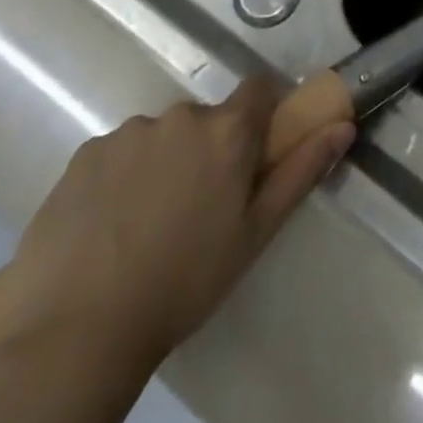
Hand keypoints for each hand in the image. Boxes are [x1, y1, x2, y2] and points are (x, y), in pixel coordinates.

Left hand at [0, 79, 353, 374]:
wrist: (78, 333)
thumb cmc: (184, 282)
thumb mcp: (255, 233)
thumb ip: (301, 171)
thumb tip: (344, 126)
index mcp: (227, 130)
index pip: (259, 89)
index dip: (261, 113)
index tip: (254, 150)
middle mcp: (180, 116)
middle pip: (206, 118)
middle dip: (207, 148)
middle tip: (197, 205)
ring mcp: (127, 133)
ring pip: (159, 136)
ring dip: (162, 162)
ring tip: (145, 223)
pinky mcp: (83, 155)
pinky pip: (115, 153)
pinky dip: (119, 177)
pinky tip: (108, 226)